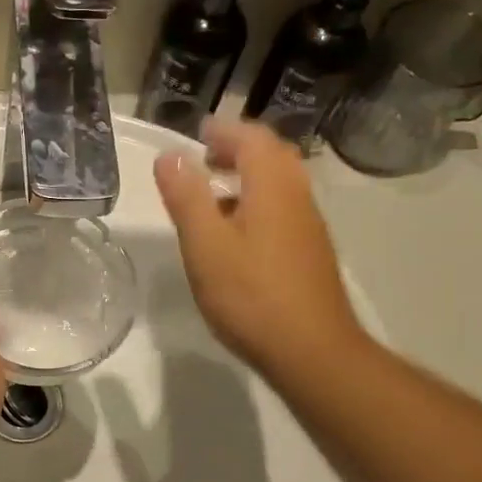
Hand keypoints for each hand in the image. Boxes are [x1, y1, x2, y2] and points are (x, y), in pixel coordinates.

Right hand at [154, 119, 363, 377]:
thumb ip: (186, 198)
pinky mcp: (310, 254)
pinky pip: (283, 211)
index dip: (224, 131)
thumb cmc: (251, 295)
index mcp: (273, 187)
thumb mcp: (205, 245)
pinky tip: (236, 237)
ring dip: (248, 178)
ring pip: (280, 186)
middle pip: (272, 157)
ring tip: (213, 195)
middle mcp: (298, 197)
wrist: (311, 350)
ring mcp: (309, 227)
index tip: (198, 133)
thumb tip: (171, 156)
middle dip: (238, 150)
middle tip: (206, 158)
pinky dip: (257, 205)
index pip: (252, 138)